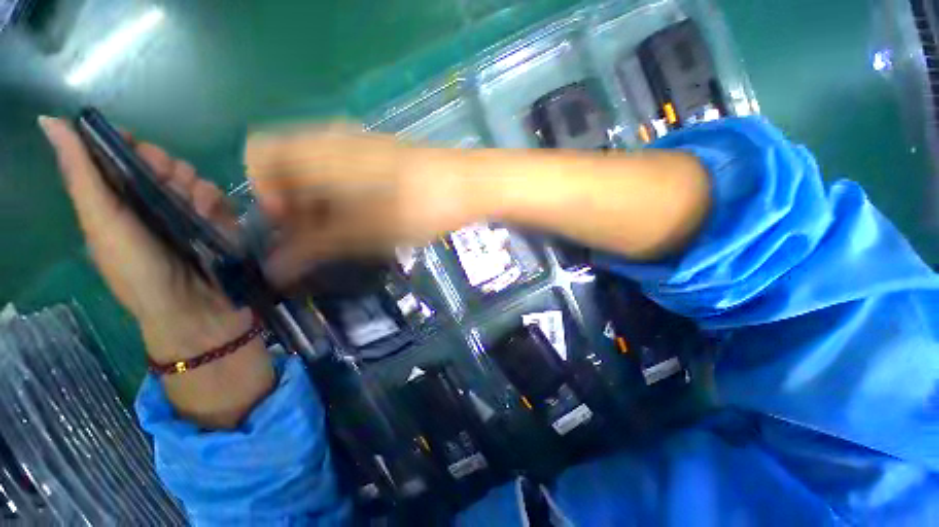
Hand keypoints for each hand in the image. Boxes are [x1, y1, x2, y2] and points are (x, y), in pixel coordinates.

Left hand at [40, 117, 251, 361]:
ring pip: (192, 176)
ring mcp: (186, 213)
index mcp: (115, 202)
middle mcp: (149, 203)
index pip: (120, 155)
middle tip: (167, 187)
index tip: (135, 147)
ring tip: (195, 210)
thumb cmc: (139, 272)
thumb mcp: (101, 225)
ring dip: (193, 187)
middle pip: (160, 161)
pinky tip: (212, 215)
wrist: (194, 308)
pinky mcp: (217, 222)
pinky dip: (216, 201)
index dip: (128, 144)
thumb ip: (81, 176)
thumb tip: (48, 121)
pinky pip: (218, 196)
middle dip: (164, 167)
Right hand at [245, 124, 474, 285]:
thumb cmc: (411, 209)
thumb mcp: (360, 234)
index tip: (292, 224)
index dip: (266, 193)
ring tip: (348, 230)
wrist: (463, 185)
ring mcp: (359, 141)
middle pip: (289, 165)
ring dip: (322, 201)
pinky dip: (344, 193)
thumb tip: (274, 269)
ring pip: (319, 169)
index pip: (260, 155)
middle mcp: (330, 137)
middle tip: (323, 236)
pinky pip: (345, 169)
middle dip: (296, 203)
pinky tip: (368, 214)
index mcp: (315, 150)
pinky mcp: (380, 151)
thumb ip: (313, 248)